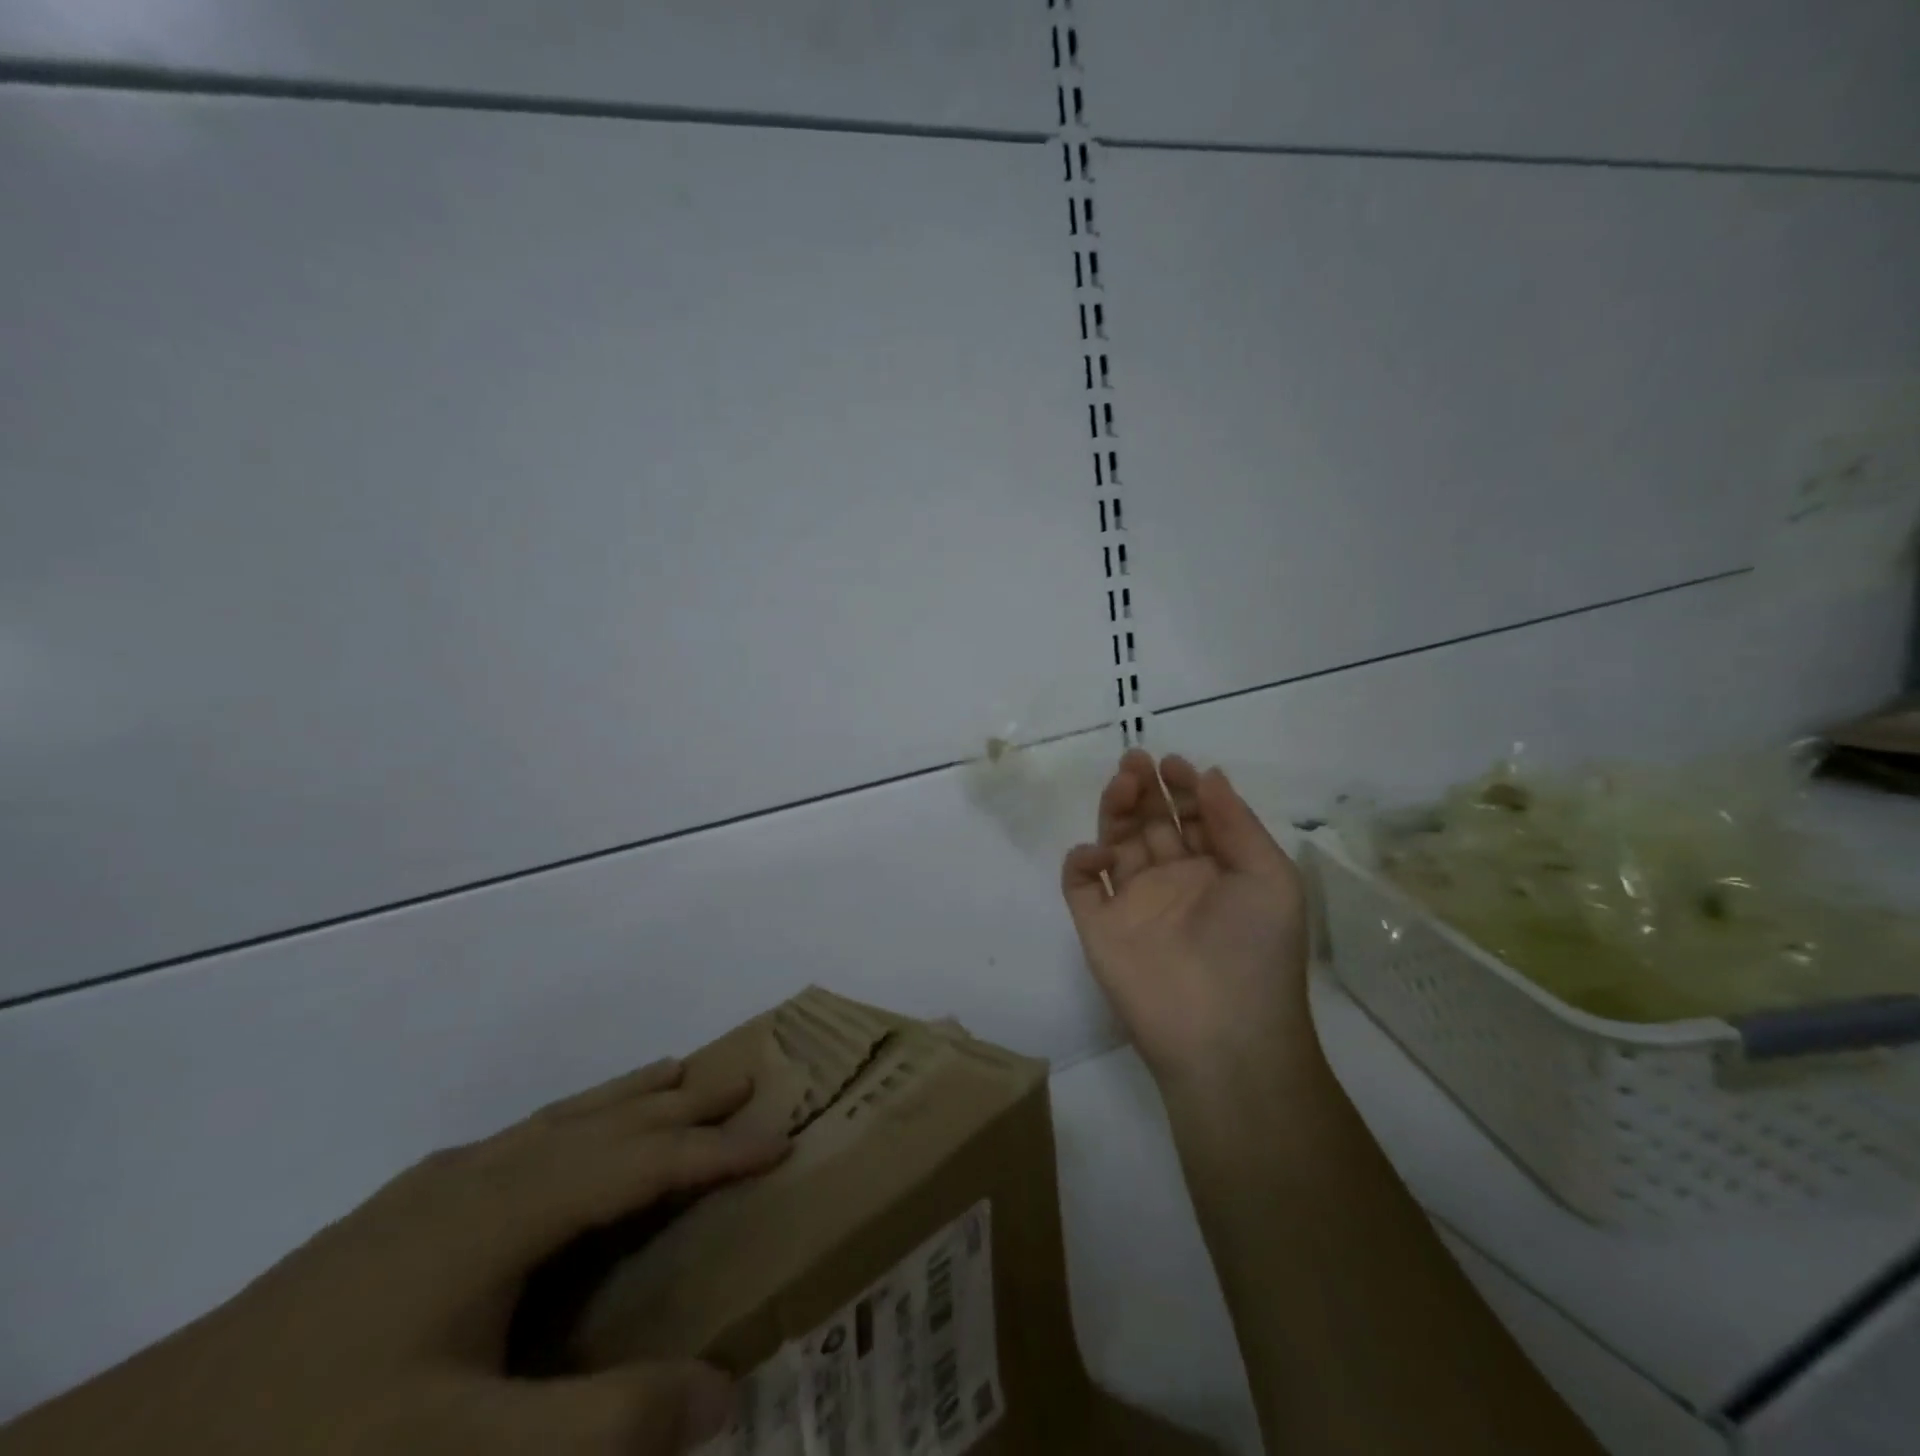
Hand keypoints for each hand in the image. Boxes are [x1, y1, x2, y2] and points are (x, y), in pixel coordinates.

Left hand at [0, 1060, 788, 1455]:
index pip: (645, 1159)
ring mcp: (440, 1186)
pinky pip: (524, 1138)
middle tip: (746, 1069)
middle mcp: (487, 1173)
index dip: (718, 1148)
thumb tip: (723, 1393)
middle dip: (685, 1093)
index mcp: (512, 1208)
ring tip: (677, 1073)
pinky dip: (573, 1120)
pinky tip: (563, 1138)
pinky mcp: (407, 1209)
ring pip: (565, 1116)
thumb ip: (602, 1427)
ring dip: (631, 1094)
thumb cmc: (316, 1444)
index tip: (782, 1135)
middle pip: (611, 1115)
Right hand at [1062, 750, 1313, 1088]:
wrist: (1222, 1032)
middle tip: (1135, 762)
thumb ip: (1236, 822)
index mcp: (1216, 871)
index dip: (1183, 788)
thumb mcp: (1269, 877)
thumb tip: (1209, 774)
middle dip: (1145, 789)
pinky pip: (1081, 885)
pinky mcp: (1099, 926)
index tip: (1173, 763)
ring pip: (1115, 843)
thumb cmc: (1255, 949)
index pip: (1193, 817)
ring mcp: (1133, 903)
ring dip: (1115, 811)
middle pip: (1151, 823)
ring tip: (1122, 785)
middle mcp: (1173, 881)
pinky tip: (1100, 854)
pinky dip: (1082, 861)